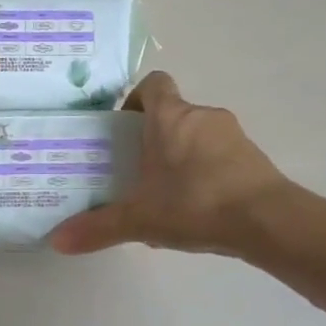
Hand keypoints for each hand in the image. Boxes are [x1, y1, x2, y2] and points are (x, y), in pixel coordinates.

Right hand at [50, 71, 293, 256]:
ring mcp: (233, 136)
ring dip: (181, 156)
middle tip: (135, 169)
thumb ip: (98, 228)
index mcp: (171, 117)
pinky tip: (196, 209)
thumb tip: (57, 241)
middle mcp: (202, 116)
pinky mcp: (253, 158)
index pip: (154, 84)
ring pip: (197, 136)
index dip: (137, 99)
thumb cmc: (195, 204)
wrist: (268, 221)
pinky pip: (220, 157)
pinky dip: (205, 173)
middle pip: (173, 114)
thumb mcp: (140, 219)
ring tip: (165, 195)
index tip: (125, 127)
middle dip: (153, 138)